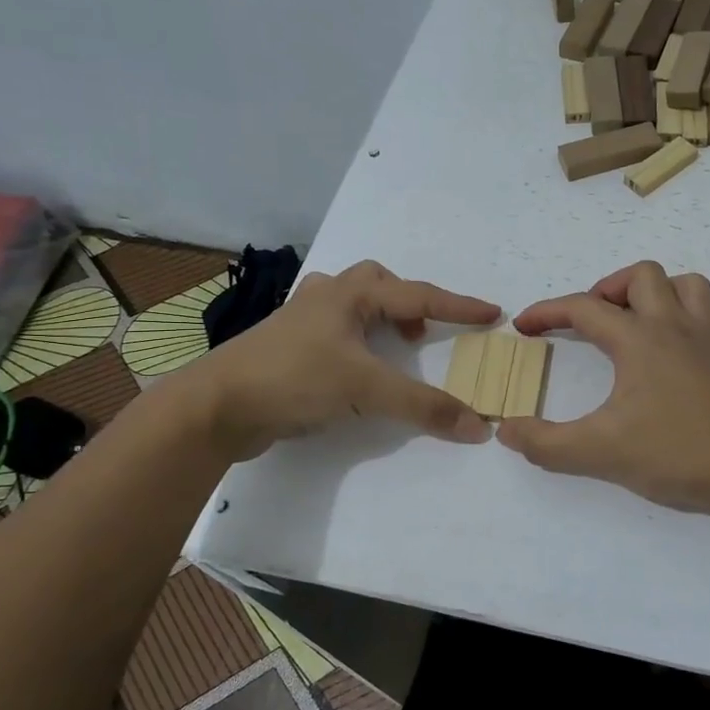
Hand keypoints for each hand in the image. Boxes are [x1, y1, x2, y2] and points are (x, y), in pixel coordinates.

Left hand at [188, 261, 498, 459]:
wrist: (215, 406)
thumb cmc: (293, 379)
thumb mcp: (364, 389)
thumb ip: (423, 406)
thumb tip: (477, 426)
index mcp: (349, 295)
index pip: (419, 295)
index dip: (459, 306)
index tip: (493, 313)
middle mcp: (326, 297)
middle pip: (378, 283)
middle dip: (408, 302)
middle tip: (423, 333)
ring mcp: (301, 321)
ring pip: (352, 303)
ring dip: (380, 318)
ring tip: (395, 348)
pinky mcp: (287, 348)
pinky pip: (335, 330)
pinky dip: (357, 340)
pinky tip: (355, 367)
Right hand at [499, 262, 709, 514]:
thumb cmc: (674, 454)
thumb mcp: (598, 453)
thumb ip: (545, 443)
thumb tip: (506, 429)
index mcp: (638, 340)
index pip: (583, 308)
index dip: (547, 312)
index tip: (525, 327)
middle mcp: (674, 325)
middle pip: (641, 276)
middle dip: (608, 289)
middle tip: (592, 322)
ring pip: (685, 283)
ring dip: (656, 291)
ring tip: (637, 320)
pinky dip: (695, 309)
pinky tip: (683, 333)